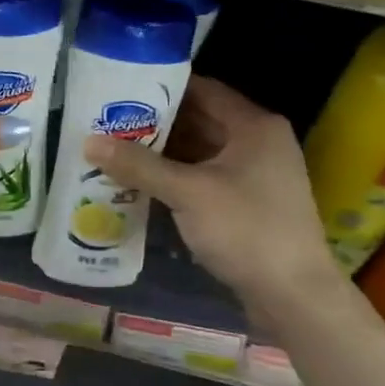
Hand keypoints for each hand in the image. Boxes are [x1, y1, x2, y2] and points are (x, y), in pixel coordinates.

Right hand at [84, 77, 344, 318]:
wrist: (295, 298)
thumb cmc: (247, 230)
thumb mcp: (188, 193)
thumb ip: (139, 165)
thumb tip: (88, 141)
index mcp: (254, 126)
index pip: (202, 89)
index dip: (162, 87)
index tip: (121, 88)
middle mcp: (258, 142)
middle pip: (199, 120)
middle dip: (156, 122)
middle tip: (108, 119)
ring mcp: (254, 175)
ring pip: (200, 151)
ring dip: (162, 152)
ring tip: (115, 147)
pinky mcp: (246, 203)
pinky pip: (204, 177)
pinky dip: (175, 177)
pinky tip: (139, 181)